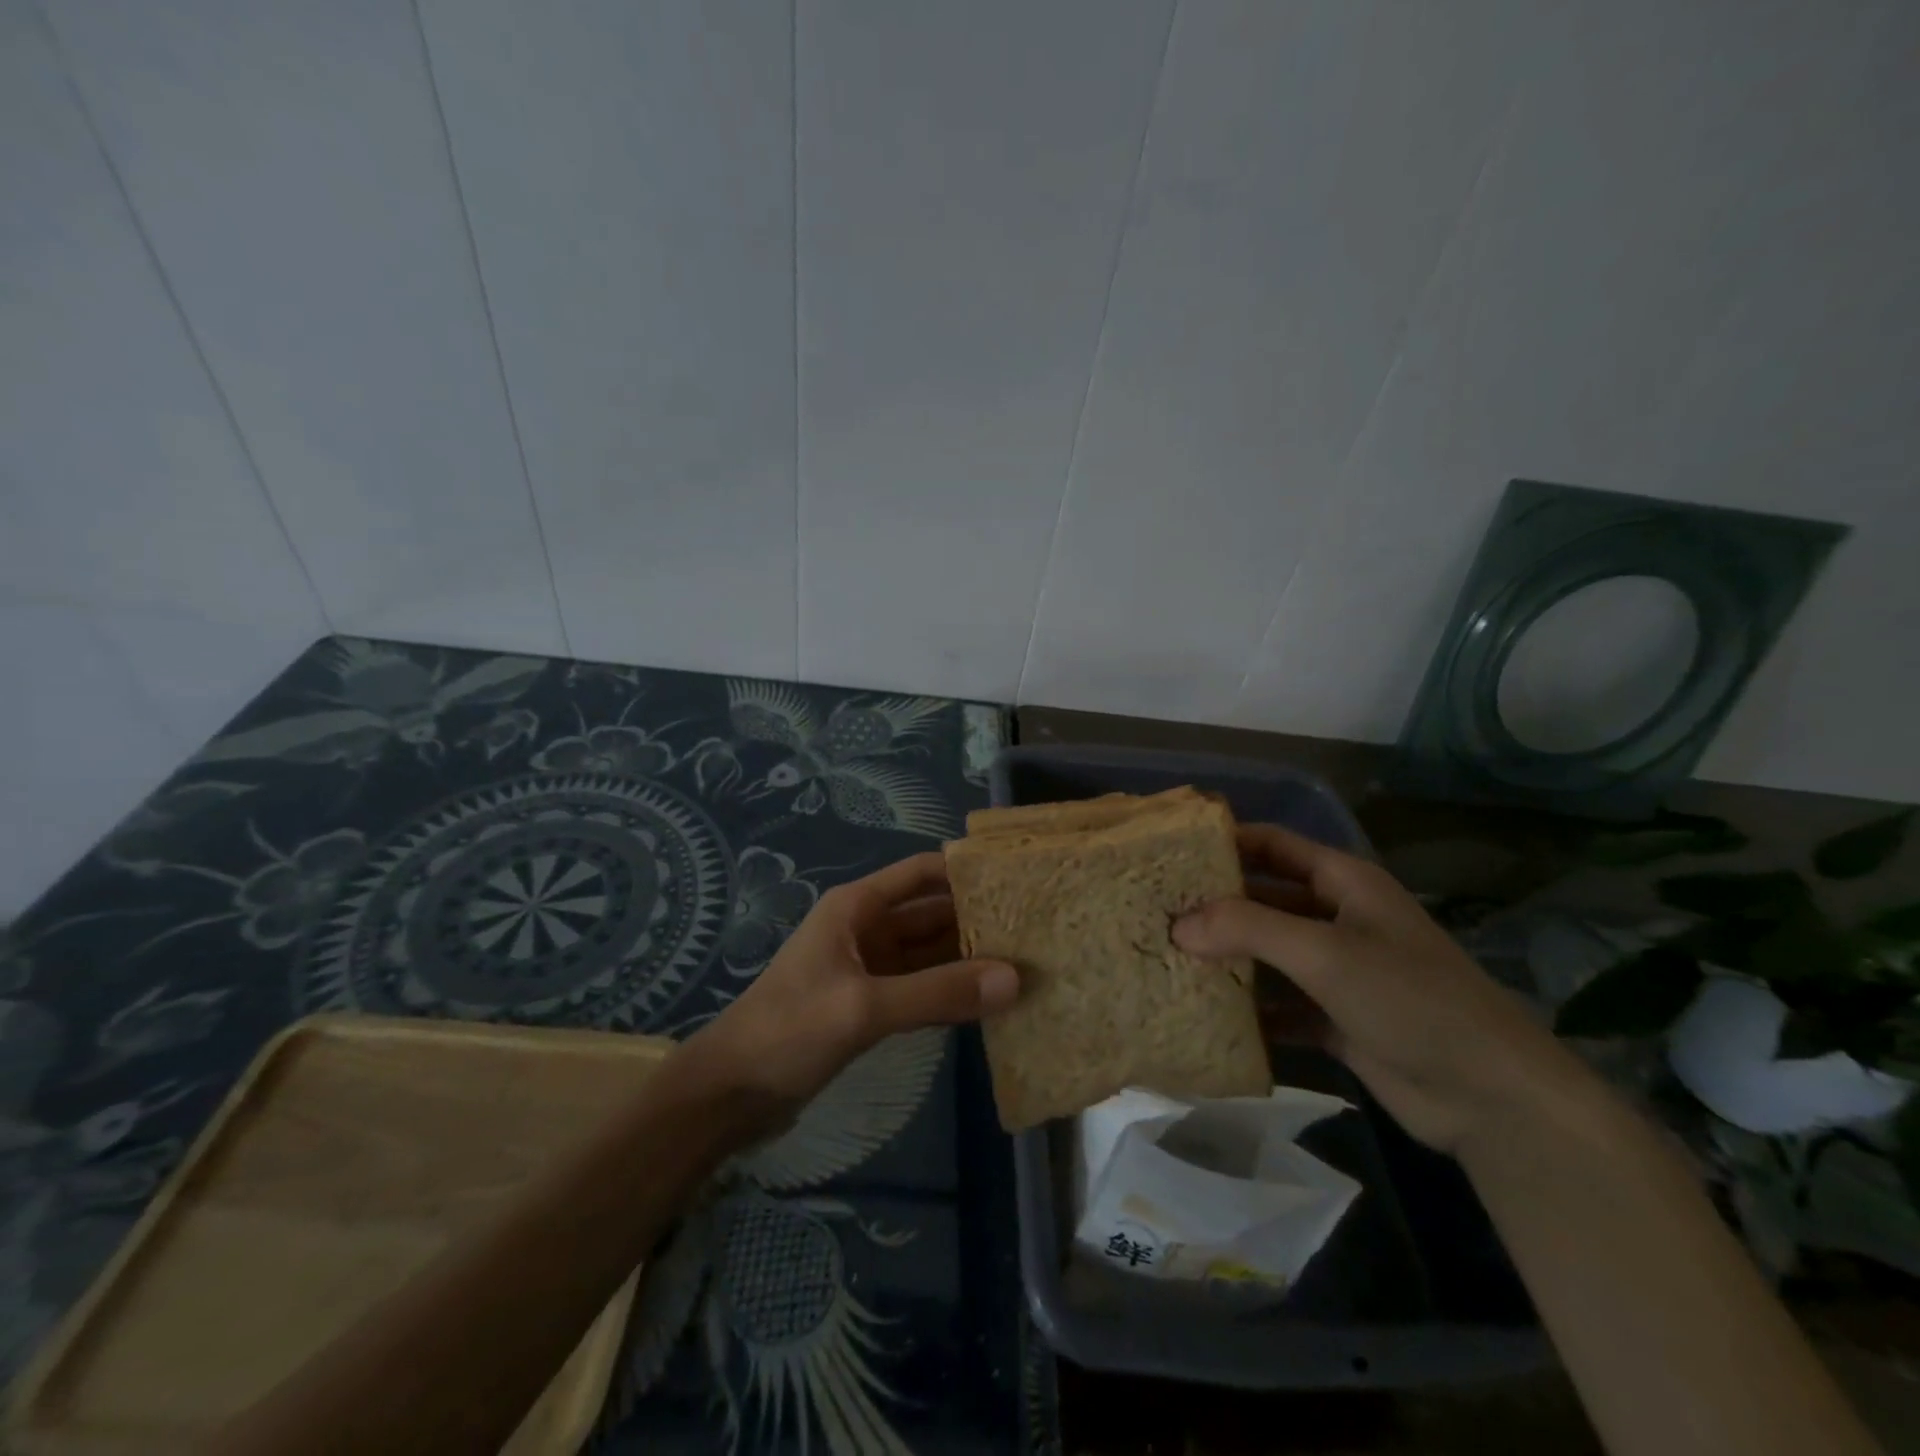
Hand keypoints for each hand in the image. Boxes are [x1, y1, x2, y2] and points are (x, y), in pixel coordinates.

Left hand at [685, 851, 1018, 1108]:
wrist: (729, 1094)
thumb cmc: (788, 1032)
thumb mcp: (863, 1008)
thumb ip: (937, 993)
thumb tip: (1014, 979)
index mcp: (857, 907)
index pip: (922, 873)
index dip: (966, 871)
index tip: (1018, 880)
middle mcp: (866, 929)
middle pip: (932, 913)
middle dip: (978, 919)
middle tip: (1037, 930)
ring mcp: (869, 969)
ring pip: (930, 953)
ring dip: (969, 958)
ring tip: (1027, 963)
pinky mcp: (869, 1005)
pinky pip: (921, 987)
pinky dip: (951, 991)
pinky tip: (989, 1002)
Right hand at [1173, 823, 1591, 1154]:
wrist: (1491, 1098)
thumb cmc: (1410, 999)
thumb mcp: (1326, 953)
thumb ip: (1248, 930)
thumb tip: (1177, 926)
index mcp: (1343, 883)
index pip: (1273, 844)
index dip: (1225, 841)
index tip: (1169, 850)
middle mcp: (1337, 919)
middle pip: (1264, 899)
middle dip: (1214, 905)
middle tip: (1155, 911)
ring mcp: (1337, 971)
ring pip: (1268, 953)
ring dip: (1226, 958)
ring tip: (1165, 959)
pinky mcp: (1335, 1018)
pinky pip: (1279, 1004)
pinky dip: (1248, 1009)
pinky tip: (1203, 1014)